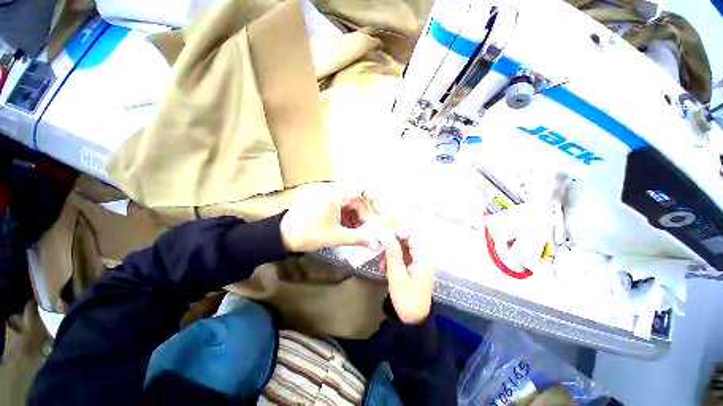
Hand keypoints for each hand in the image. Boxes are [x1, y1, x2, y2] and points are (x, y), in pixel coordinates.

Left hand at [280, 183, 379, 251]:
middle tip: (370, 230)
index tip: (379, 215)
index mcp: (336, 194)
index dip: (375, 199)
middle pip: (357, 198)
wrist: (282, 235)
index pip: (362, 188)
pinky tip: (349, 229)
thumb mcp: (335, 237)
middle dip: (366, 214)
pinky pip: (342, 207)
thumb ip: (357, 238)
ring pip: (350, 204)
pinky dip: (348, 217)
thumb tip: (375, 243)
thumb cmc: (308, 233)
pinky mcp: (325, 203)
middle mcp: (334, 191)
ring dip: (357, 217)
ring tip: (360, 233)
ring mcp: (329, 197)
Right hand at [383, 232, 434, 323]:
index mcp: (423, 258)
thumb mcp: (397, 276)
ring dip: (392, 251)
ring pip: (405, 248)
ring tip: (381, 261)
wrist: (413, 320)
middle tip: (380, 247)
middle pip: (409, 240)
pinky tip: (384, 266)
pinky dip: (394, 258)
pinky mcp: (414, 268)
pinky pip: (404, 256)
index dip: (399, 232)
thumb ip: (393, 254)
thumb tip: (386, 235)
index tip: (385, 236)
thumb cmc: (407, 299)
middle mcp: (423, 257)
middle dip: (393, 242)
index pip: (414, 235)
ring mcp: (419, 262)